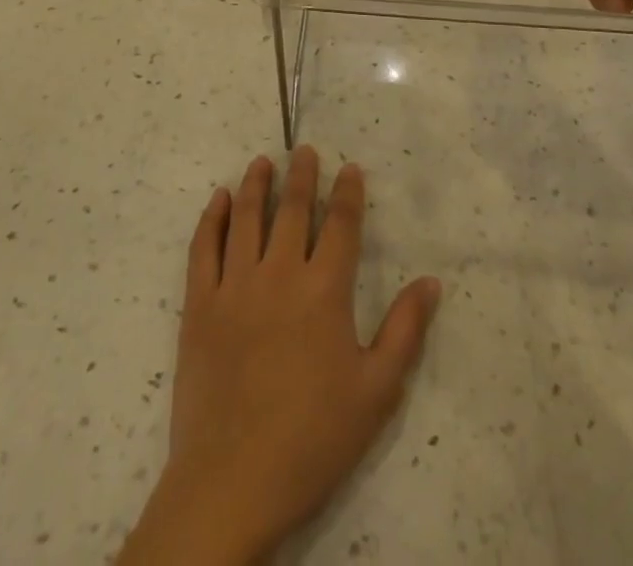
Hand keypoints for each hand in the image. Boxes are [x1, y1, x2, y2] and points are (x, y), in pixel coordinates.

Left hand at [120, 149, 441, 565]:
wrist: (233, 482)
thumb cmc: (312, 439)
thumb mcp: (376, 392)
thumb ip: (405, 332)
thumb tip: (432, 281)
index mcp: (324, 291)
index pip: (341, 225)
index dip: (348, 193)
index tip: (350, 167)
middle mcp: (279, 274)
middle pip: (293, 210)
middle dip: (302, 175)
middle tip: (305, 150)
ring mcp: (235, 286)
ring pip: (247, 218)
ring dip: (256, 185)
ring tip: (262, 162)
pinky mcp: (200, 305)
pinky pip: (204, 248)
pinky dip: (212, 218)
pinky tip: (218, 199)